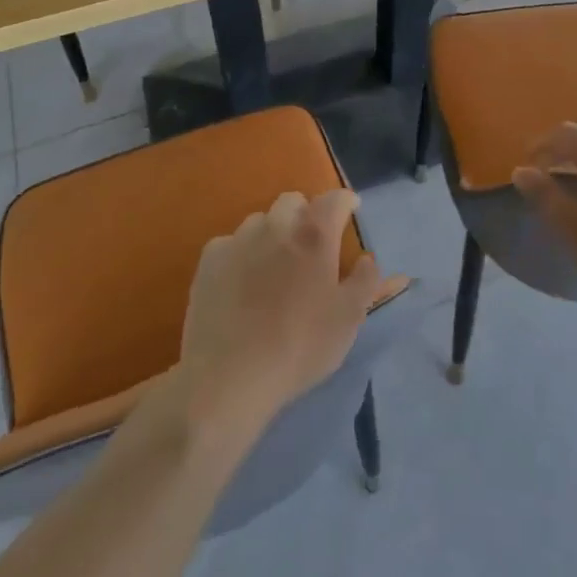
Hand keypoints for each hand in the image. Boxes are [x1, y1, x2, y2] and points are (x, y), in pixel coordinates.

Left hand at [175, 190, 384, 439]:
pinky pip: (230, 243)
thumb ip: (366, 282)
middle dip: (305, 215)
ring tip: (272, 266)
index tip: (351, 212)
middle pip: (294, 201)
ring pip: (261, 220)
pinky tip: (240, 283)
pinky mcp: (210, 259)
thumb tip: (366, 259)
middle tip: (309, 246)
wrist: (228, 378)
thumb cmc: (299, 347)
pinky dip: (240, 254)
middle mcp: (277, 225)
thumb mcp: (348, 320)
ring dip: (272, 233)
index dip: (346, 202)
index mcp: (315, 234)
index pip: (336, 198)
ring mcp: (239, 239)